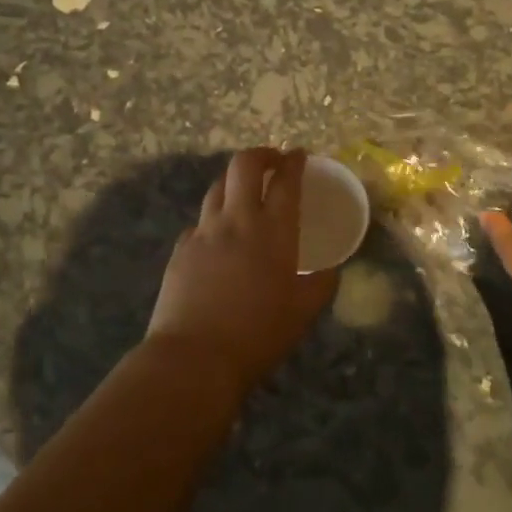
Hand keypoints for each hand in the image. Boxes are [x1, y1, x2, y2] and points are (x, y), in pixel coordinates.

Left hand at [145, 148, 338, 391]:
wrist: (194, 357)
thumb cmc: (258, 335)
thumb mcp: (303, 312)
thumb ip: (321, 284)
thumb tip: (329, 269)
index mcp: (274, 231)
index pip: (286, 181)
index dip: (294, 162)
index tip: (299, 155)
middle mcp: (237, 220)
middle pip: (244, 165)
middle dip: (261, 154)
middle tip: (273, 161)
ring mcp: (204, 231)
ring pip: (217, 187)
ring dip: (234, 181)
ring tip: (245, 192)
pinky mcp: (181, 248)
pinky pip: (200, 221)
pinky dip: (214, 218)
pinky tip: (218, 236)